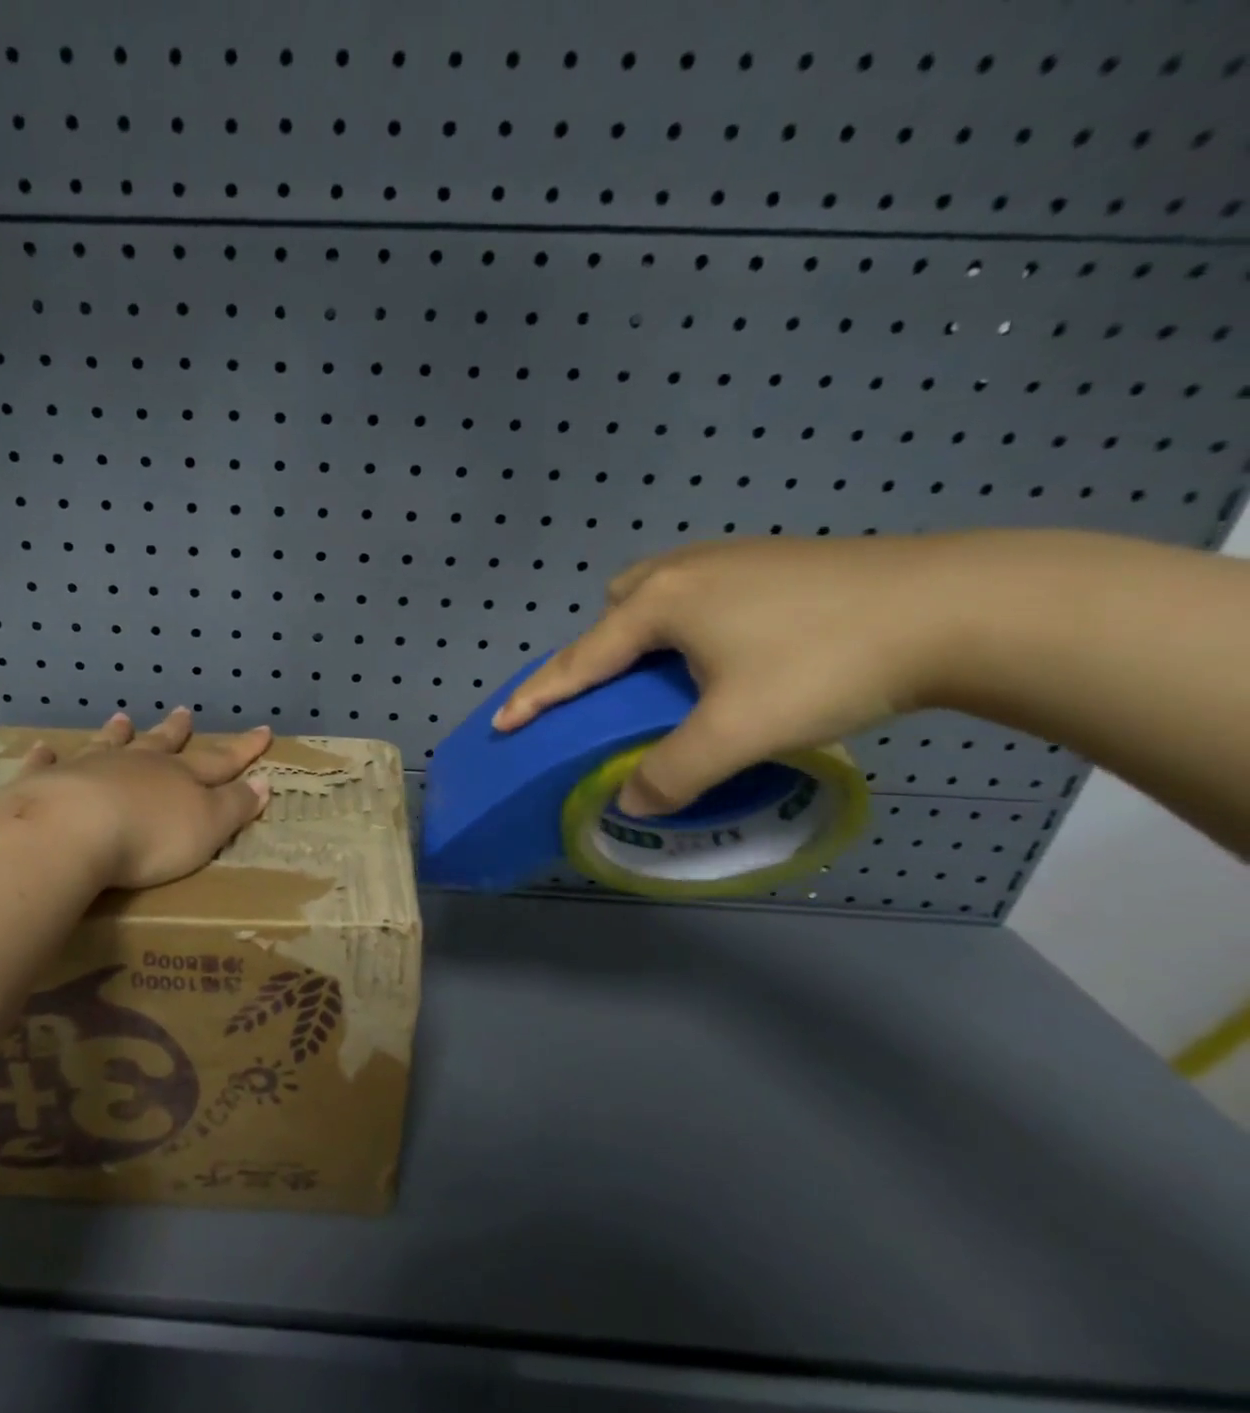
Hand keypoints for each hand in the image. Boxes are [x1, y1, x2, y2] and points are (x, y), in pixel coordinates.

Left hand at [0, 709, 273, 889]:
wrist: (74, 831)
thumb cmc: (150, 836)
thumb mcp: (208, 827)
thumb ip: (235, 805)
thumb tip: (264, 782)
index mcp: (180, 777)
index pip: (220, 759)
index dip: (243, 748)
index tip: (263, 730)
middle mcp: (137, 765)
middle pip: (161, 744)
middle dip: (176, 731)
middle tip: (183, 712)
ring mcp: (91, 769)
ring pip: (109, 745)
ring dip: (118, 733)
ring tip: (122, 718)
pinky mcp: (48, 783)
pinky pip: (49, 765)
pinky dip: (48, 757)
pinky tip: (44, 749)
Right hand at [491, 535, 971, 816]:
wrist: (961, 606)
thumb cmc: (826, 663)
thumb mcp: (738, 731)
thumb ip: (673, 772)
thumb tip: (633, 803)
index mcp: (659, 604)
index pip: (579, 661)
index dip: (537, 696)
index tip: (502, 721)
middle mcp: (683, 570)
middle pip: (614, 610)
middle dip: (600, 650)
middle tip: (618, 694)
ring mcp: (732, 557)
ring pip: (659, 594)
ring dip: (646, 633)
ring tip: (671, 674)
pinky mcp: (775, 559)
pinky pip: (701, 590)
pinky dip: (690, 623)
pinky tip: (731, 651)